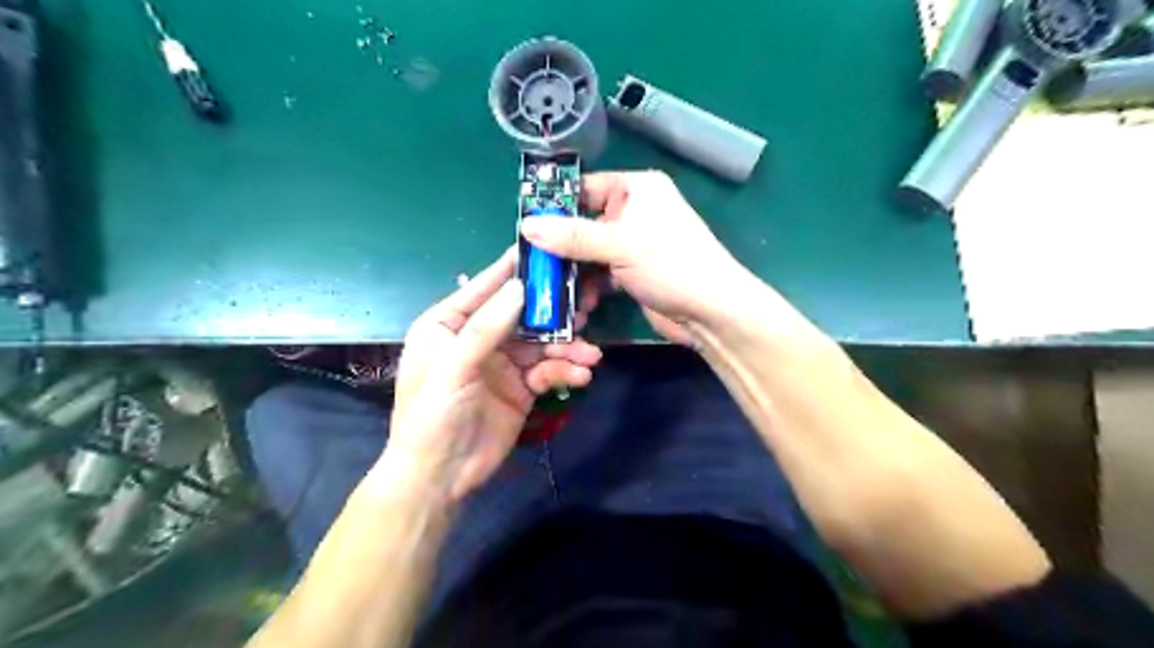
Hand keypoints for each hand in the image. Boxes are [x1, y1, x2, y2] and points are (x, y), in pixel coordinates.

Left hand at [382, 248, 598, 500]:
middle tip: (585, 310)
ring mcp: (503, 363)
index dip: (512, 270)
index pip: (484, 287)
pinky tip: (581, 376)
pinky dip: (565, 371)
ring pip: (542, 343)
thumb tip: (520, 287)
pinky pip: (548, 370)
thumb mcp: (453, 367)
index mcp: (449, 324)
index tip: (545, 251)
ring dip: (567, 347)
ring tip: (591, 355)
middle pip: (522, 315)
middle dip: (554, 315)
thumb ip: (486, 327)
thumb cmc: (432, 414)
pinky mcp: (522, 387)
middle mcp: (478, 337)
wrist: (441, 476)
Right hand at [524, 170, 748, 347]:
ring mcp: (632, 244)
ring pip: (589, 253)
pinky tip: (577, 305)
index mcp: (637, 189)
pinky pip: (600, 273)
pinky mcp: (632, 272)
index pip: (584, 188)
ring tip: (553, 292)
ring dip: (572, 273)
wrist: (711, 312)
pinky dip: (588, 287)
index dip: (555, 206)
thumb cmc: (672, 265)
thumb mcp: (620, 245)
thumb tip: (526, 225)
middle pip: (583, 224)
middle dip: (560, 248)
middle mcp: (633, 212)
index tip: (525, 227)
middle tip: (534, 266)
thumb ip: (573, 236)